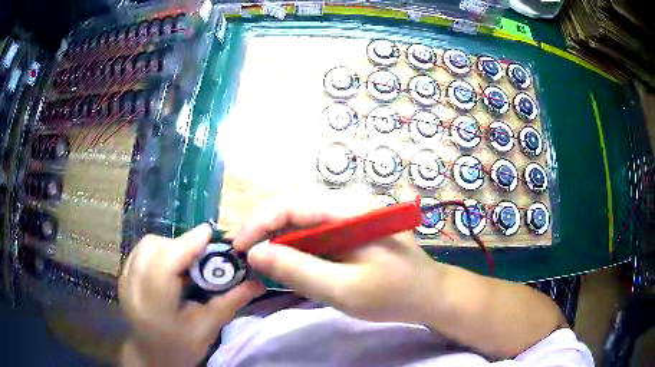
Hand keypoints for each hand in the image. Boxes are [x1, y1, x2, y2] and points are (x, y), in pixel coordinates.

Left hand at [119, 224, 264, 365]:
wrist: (151, 357)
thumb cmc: (180, 347)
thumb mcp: (208, 328)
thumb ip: (231, 302)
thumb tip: (258, 282)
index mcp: (155, 303)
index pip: (167, 262)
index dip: (188, 243)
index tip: (210, 232)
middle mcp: (133, 286)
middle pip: (154, 247)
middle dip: (179, 244)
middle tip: (200, 257)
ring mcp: (125, 280)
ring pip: (146, 245)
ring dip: (168, 246)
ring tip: (185, 263)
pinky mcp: (123, 277)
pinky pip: (140, 252)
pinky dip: (157, 251)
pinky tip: (169, 268)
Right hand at [233, 192, 444, 323]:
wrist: (428, 294)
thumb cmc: (392, 294)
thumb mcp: (343, 289)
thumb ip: (298, 270)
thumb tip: (255, 252)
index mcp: (349, 210)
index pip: (291, 204)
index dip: (258, 223)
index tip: (238, 247)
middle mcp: (347, 204)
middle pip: (292, 207)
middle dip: (263, 229)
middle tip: (243, 254)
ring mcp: (349, 216)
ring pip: (300, 219)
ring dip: (275, 237)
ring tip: (257, 258)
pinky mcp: (348, 230)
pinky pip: (312, 231)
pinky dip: (293, 245)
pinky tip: (284, 260)